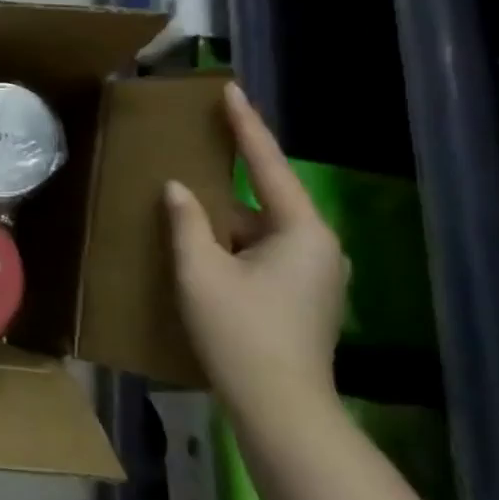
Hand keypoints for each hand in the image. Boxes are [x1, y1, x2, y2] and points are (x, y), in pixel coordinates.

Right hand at [165, 83, 346, 418]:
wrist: (281, 409)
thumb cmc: (240, 332)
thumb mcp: (200, 271)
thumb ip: (187, 222)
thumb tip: (178, 189)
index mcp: (302, 231)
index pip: (267, 164)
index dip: (246, 126)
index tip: (231, 90)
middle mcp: (320, 247)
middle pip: (265, 200)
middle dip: (226, 185)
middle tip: (194, 157)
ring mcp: (318, 275)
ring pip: (262, 232)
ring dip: (227, 224)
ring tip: (188, 216)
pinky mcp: (307, 298)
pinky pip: (265, 254)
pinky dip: (235, 247)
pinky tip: (205, 256)